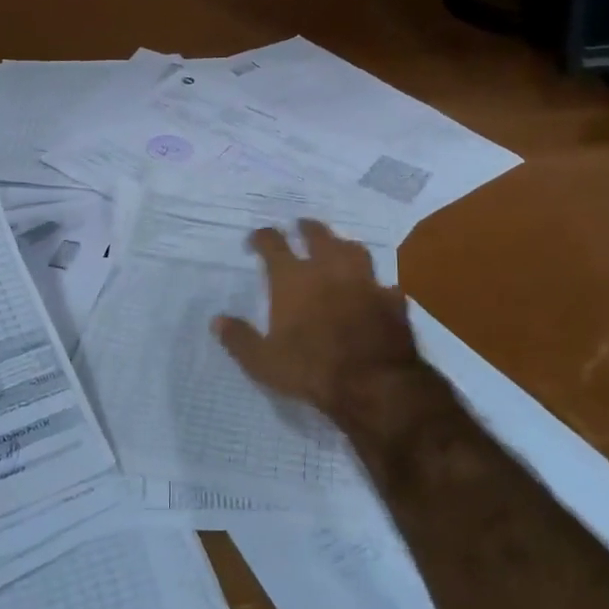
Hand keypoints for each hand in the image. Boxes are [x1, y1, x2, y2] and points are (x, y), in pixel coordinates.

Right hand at [212, 221, 452, 446]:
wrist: (374, 383)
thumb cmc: (311, 369)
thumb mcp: (263, 361)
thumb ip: (239, 339)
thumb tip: (217, 321)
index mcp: (293, 280)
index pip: (274, 245)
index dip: (263, 237)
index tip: (257, 237)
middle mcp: (329, 270)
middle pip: (318, 236)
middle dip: (307, 228)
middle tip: (302, 225)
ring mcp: (365, 282)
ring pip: (354, 251)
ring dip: (343, 245)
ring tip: (339, 246)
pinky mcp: (392, 301)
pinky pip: (384, 286)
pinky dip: (377, 286)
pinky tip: (377, 290)